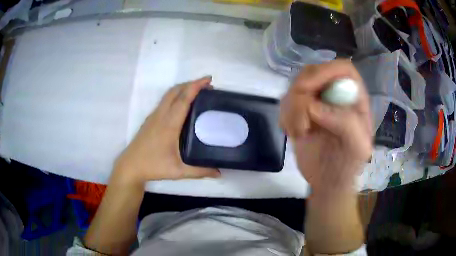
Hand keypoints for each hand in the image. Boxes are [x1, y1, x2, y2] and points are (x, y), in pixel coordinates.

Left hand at [113, 76, 220, 184]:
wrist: (130, 166)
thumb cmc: (153, 166)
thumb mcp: (178, 171)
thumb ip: (200, 171)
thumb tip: (219, 173)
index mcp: (169, 125)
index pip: (183, 99)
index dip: (196, 86)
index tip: (208, 79)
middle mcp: (161, 115)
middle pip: (175, 91)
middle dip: (191, 84)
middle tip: (207, 85)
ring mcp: (154, 116)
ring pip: (169, 94)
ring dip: (183, 88)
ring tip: (197, 92)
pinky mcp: (150, 119)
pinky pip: (165, 100)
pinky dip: (176, 95)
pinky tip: (183, 104)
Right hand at [280, 60, 371, 195]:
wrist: (328, 182)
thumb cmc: (347, 166)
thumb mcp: (357, 149)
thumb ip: (347, 125)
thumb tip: (313, 106)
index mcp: (354, 98)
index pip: (341, 69)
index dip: (324, 71)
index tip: (306, 89)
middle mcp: (335, 94)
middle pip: (313, 72)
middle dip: (301, 94)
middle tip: (301, 122)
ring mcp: (316, 101)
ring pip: (295, 87)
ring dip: (291, 110)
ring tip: (300, 133)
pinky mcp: (300, 111)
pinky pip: (285, 102)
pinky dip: (285, 117)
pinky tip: (293, 133)